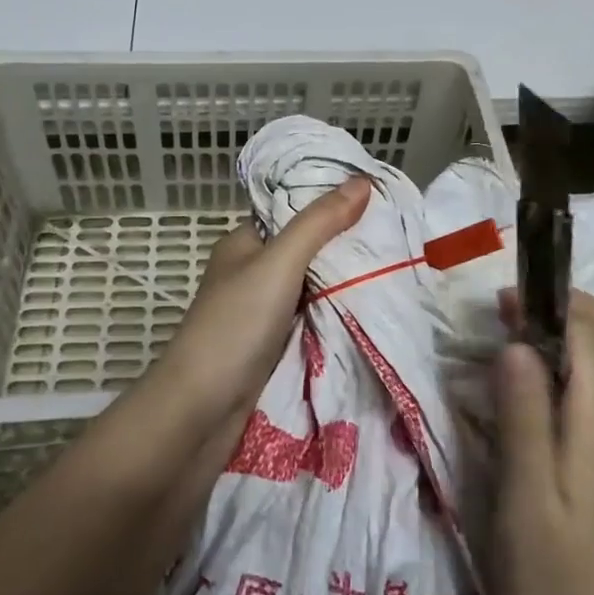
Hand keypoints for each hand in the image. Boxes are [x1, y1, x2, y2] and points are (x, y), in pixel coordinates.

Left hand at [158, 176, 370, 422]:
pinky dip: (334, 317)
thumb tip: (362, 179)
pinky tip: (369, 312)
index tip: (377, 200)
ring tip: (394, 270)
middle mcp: (250, 273)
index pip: (292, 210)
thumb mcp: (279, 264)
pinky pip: (310, 322)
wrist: (198, 415)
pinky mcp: (269, 348)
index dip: (330, 203)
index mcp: (244, 243)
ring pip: (310, 288)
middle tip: (395, 238)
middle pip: (305, 250)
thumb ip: (319, 223)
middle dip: (343, 247)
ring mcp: (259, 313)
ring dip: (342, 284)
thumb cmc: (234, 327)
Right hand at [492, 291, 593, 594]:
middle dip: (567, 306)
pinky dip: (563, 365)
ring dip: (565, 332)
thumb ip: (523, 414)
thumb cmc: (549, 579)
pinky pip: (593, 389)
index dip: (550, 303)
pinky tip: (524, 386)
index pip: (592, 333)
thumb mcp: (524, 494)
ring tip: (509, 339)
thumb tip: (515, 340)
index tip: (501, 302)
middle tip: (510, 312)